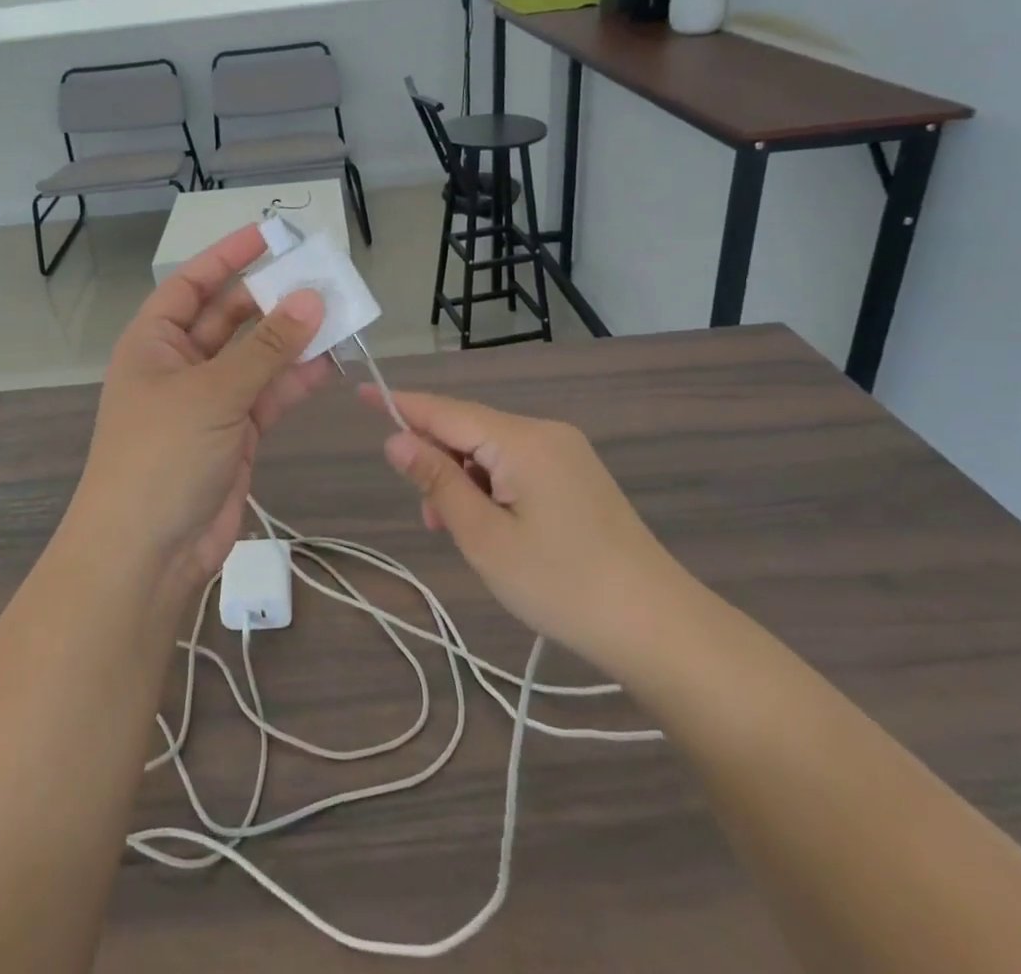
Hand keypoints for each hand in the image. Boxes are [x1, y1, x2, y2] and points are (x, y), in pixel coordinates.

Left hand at [69, 224, 331, 594]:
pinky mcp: (236, 433)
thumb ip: (267, 347)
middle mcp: (180, 364)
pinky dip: (297, 378)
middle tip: (321, 276)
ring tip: (339, 313)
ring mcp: (209, 400)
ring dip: (292, 337)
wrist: (148, 552)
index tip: (270, 234)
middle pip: (230, 317)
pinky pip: (269, 394)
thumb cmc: (162, 455)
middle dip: (272, 298)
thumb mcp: (213, 392)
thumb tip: (311, 298)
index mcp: (155, 341)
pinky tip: (332, 361)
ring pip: (256, 356)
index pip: (192, 283)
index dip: (228, 256)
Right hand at [368, 389, 682, 668]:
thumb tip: (396, 439)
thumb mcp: (484, 536)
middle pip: (469, 430)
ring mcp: (566, 454)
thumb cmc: (561, 583)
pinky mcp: (576, 477)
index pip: (445, 410)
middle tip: (431, 519)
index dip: (401, 404)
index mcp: (521, 440)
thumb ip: (437, 480)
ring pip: (491, 451)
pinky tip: (492, 527)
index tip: (362, 393)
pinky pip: (516, 466)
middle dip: (437, 463)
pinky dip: (491, 488)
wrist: (658, 627)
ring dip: (464, 481)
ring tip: (463, 534)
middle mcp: (544, 433)